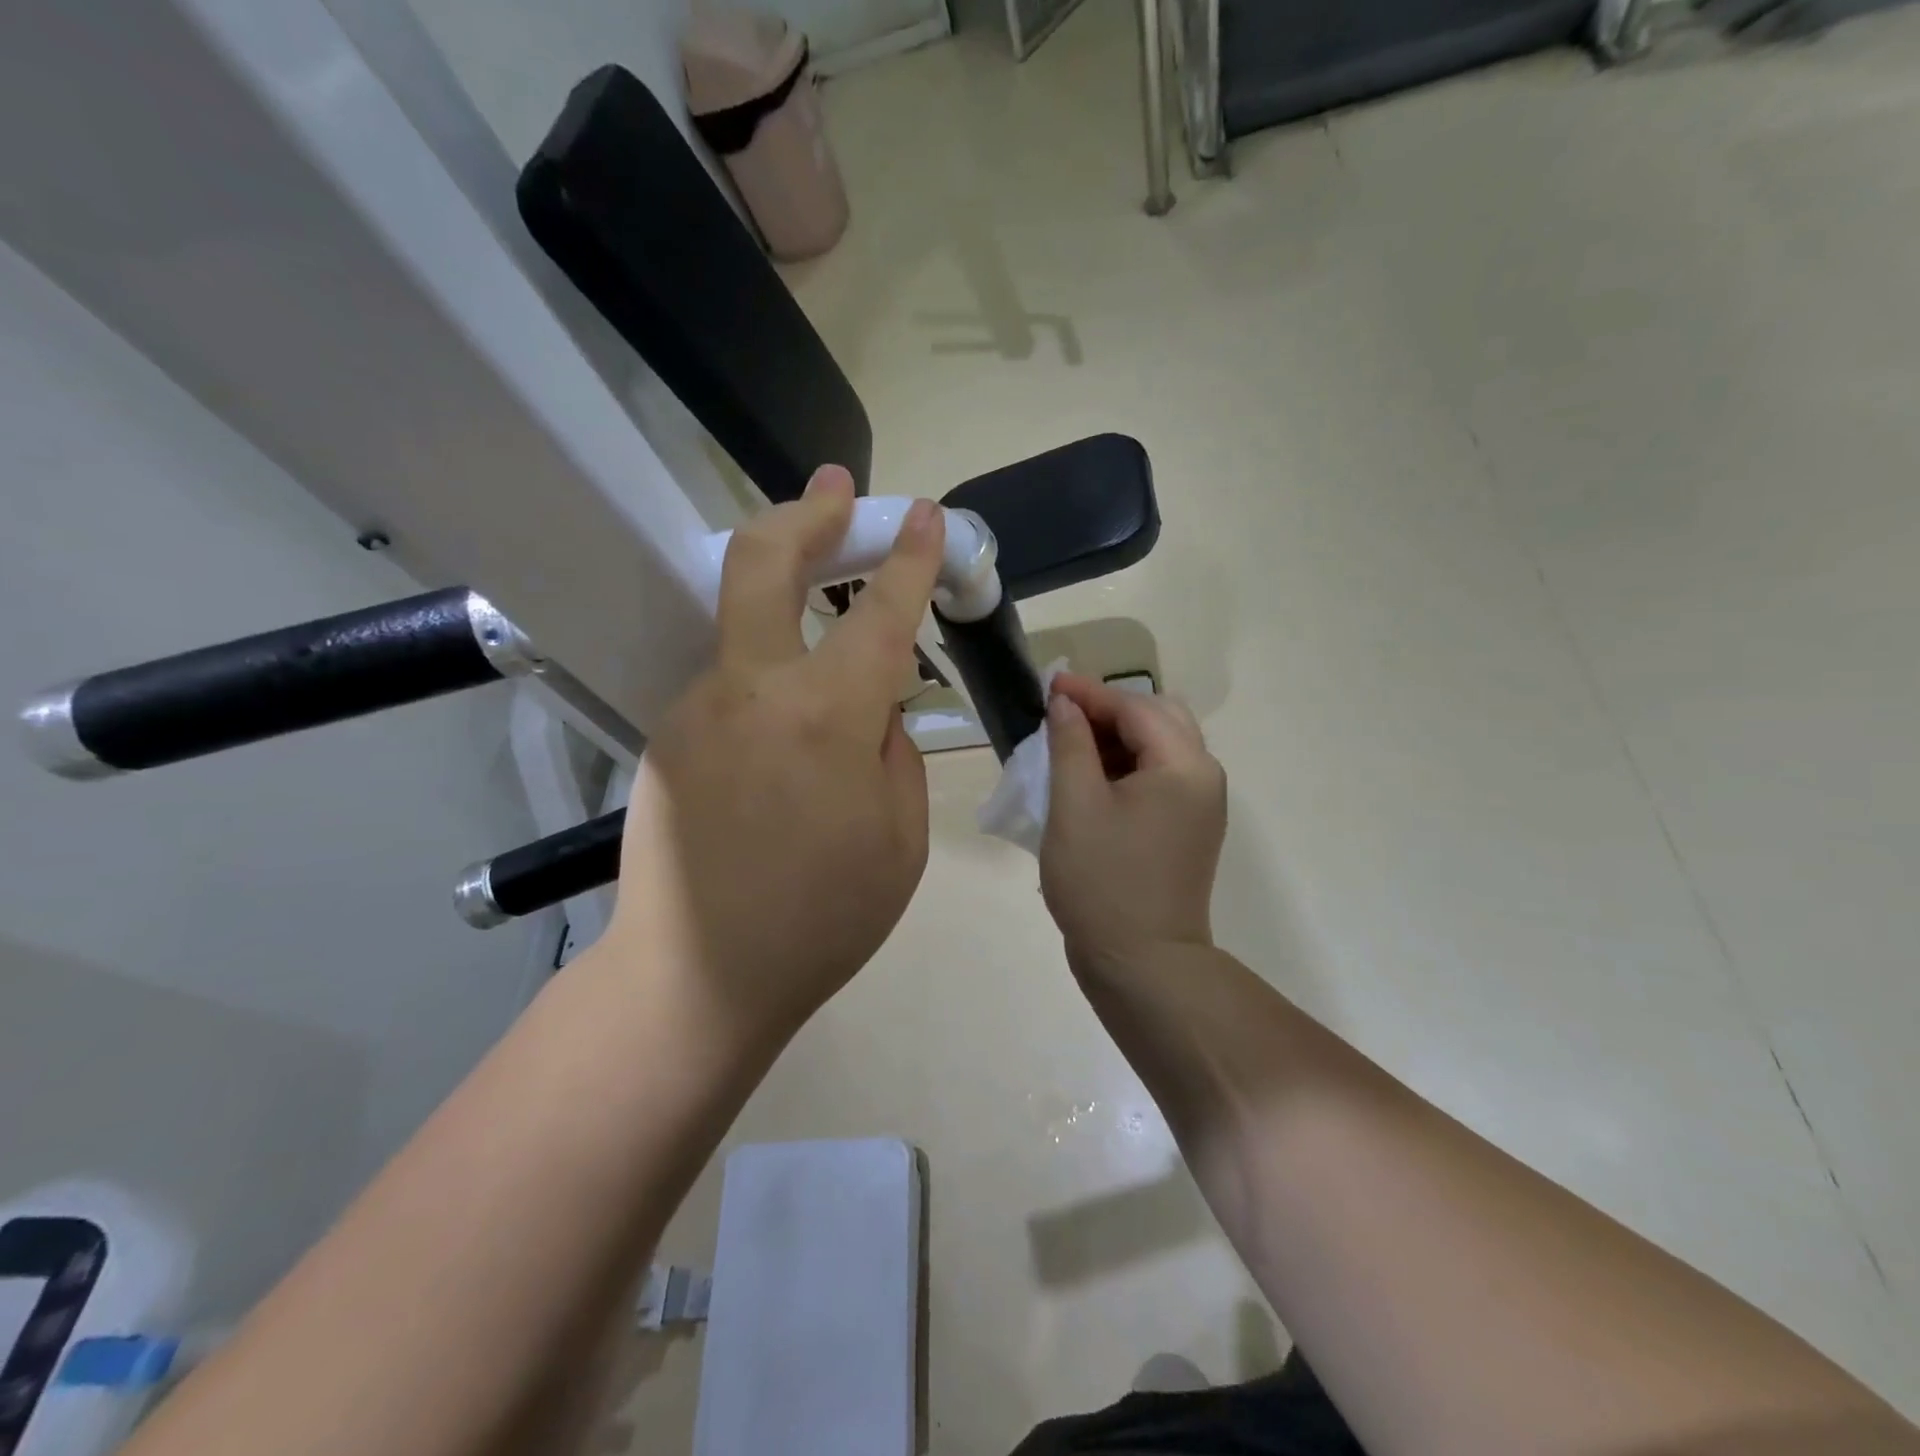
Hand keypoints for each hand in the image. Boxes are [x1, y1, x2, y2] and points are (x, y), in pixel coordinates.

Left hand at [604, 467, 943, 1049]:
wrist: (697, 978)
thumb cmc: (822, 919)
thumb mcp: (901, 839)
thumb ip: (894, 751)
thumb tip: (876, 707)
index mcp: (825, 717)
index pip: (877, 612)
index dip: (907, 557)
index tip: (923, 514)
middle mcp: (751, 689)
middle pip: (762, 562)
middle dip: (807, 512)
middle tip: (837, 485)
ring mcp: (697, 707)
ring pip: (742, 620)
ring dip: (783, 588)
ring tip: (823, 591)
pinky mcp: (669, 735)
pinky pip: (732, 681)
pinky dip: (768, 668)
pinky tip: (788, 713)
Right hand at [1040, 674, 1227, 968]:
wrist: (1143, 964)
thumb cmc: (1102, 881)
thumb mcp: (1074, 806)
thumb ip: (1070, 744)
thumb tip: (1066, 705)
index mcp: (1183, 766)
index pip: (1136, 708)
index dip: (1089, 694)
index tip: (1048, 685)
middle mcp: (1203, 777)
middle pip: (1159, 719)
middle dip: (1109, 711)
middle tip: (1062, 716)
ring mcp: (1200, 806)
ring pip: (1160, 748)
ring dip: (1118, 738)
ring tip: (1070, 745)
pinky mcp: (1188, 829)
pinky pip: (1160, 778)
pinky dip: (1127, 767)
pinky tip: (1092, 778)